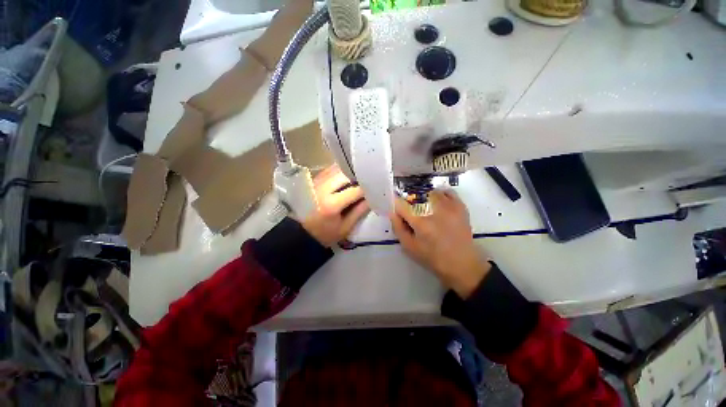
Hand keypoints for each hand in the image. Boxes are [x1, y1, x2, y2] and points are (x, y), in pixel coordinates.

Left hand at [301, 166, 369, 246]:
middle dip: (358, 177)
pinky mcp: (312, 181)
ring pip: (336, 169)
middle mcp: (322, 189)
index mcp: (331, 204)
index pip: (355, 190)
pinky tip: (345, 178)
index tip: (375, 189)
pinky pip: (329, 171)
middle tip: (366, 181)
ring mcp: (316, 183)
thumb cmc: (325, 234)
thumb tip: (372, 197)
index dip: (367, 189)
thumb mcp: (345, 227)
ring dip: (349, 172)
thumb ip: (359, 211)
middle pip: (345, 174)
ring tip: (357, 179)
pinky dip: (339, 172)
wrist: (301, 233)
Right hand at [390, 190, 490, 297]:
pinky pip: (447, 192)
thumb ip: (398, 228)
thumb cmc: (432, 257)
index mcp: (420, 223)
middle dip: (409, 201)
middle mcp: (435, 210)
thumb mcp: (409, 247)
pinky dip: (440, 194)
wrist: (462, 263)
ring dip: (424, 197)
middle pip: (415, 196)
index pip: (401, 204)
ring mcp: (449, 206)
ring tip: (425, 207)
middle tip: (411, 211)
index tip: (396, 207)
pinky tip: (437, 202)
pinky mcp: (460, 206)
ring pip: (431, 192)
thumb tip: (392, 212)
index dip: (395, 204)